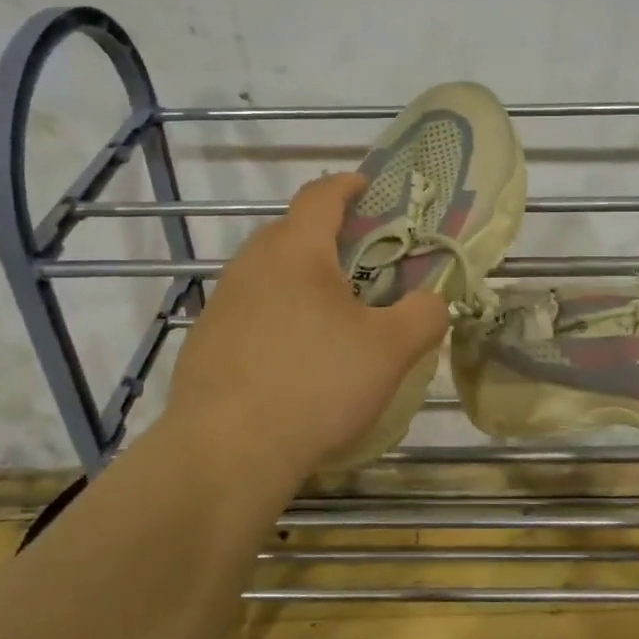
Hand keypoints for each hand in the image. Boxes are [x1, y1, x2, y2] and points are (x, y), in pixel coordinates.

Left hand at [162, 173, 448, 483]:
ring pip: (268, 273)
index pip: (320, 195)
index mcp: (296, 250)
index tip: (367, 187)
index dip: (347, 185)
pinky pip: (249, 310)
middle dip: (327, 237)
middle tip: (362, 263)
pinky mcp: (204, 341)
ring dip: (300, 279)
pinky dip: (276, 315)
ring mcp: (221, 302)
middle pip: (291, 232)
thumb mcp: (390, 351)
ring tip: (330, 314)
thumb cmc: (315, 385)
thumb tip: (434, 301)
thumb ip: (424, 315)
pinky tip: (293, 357)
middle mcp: (251, 264)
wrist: (226, 453)